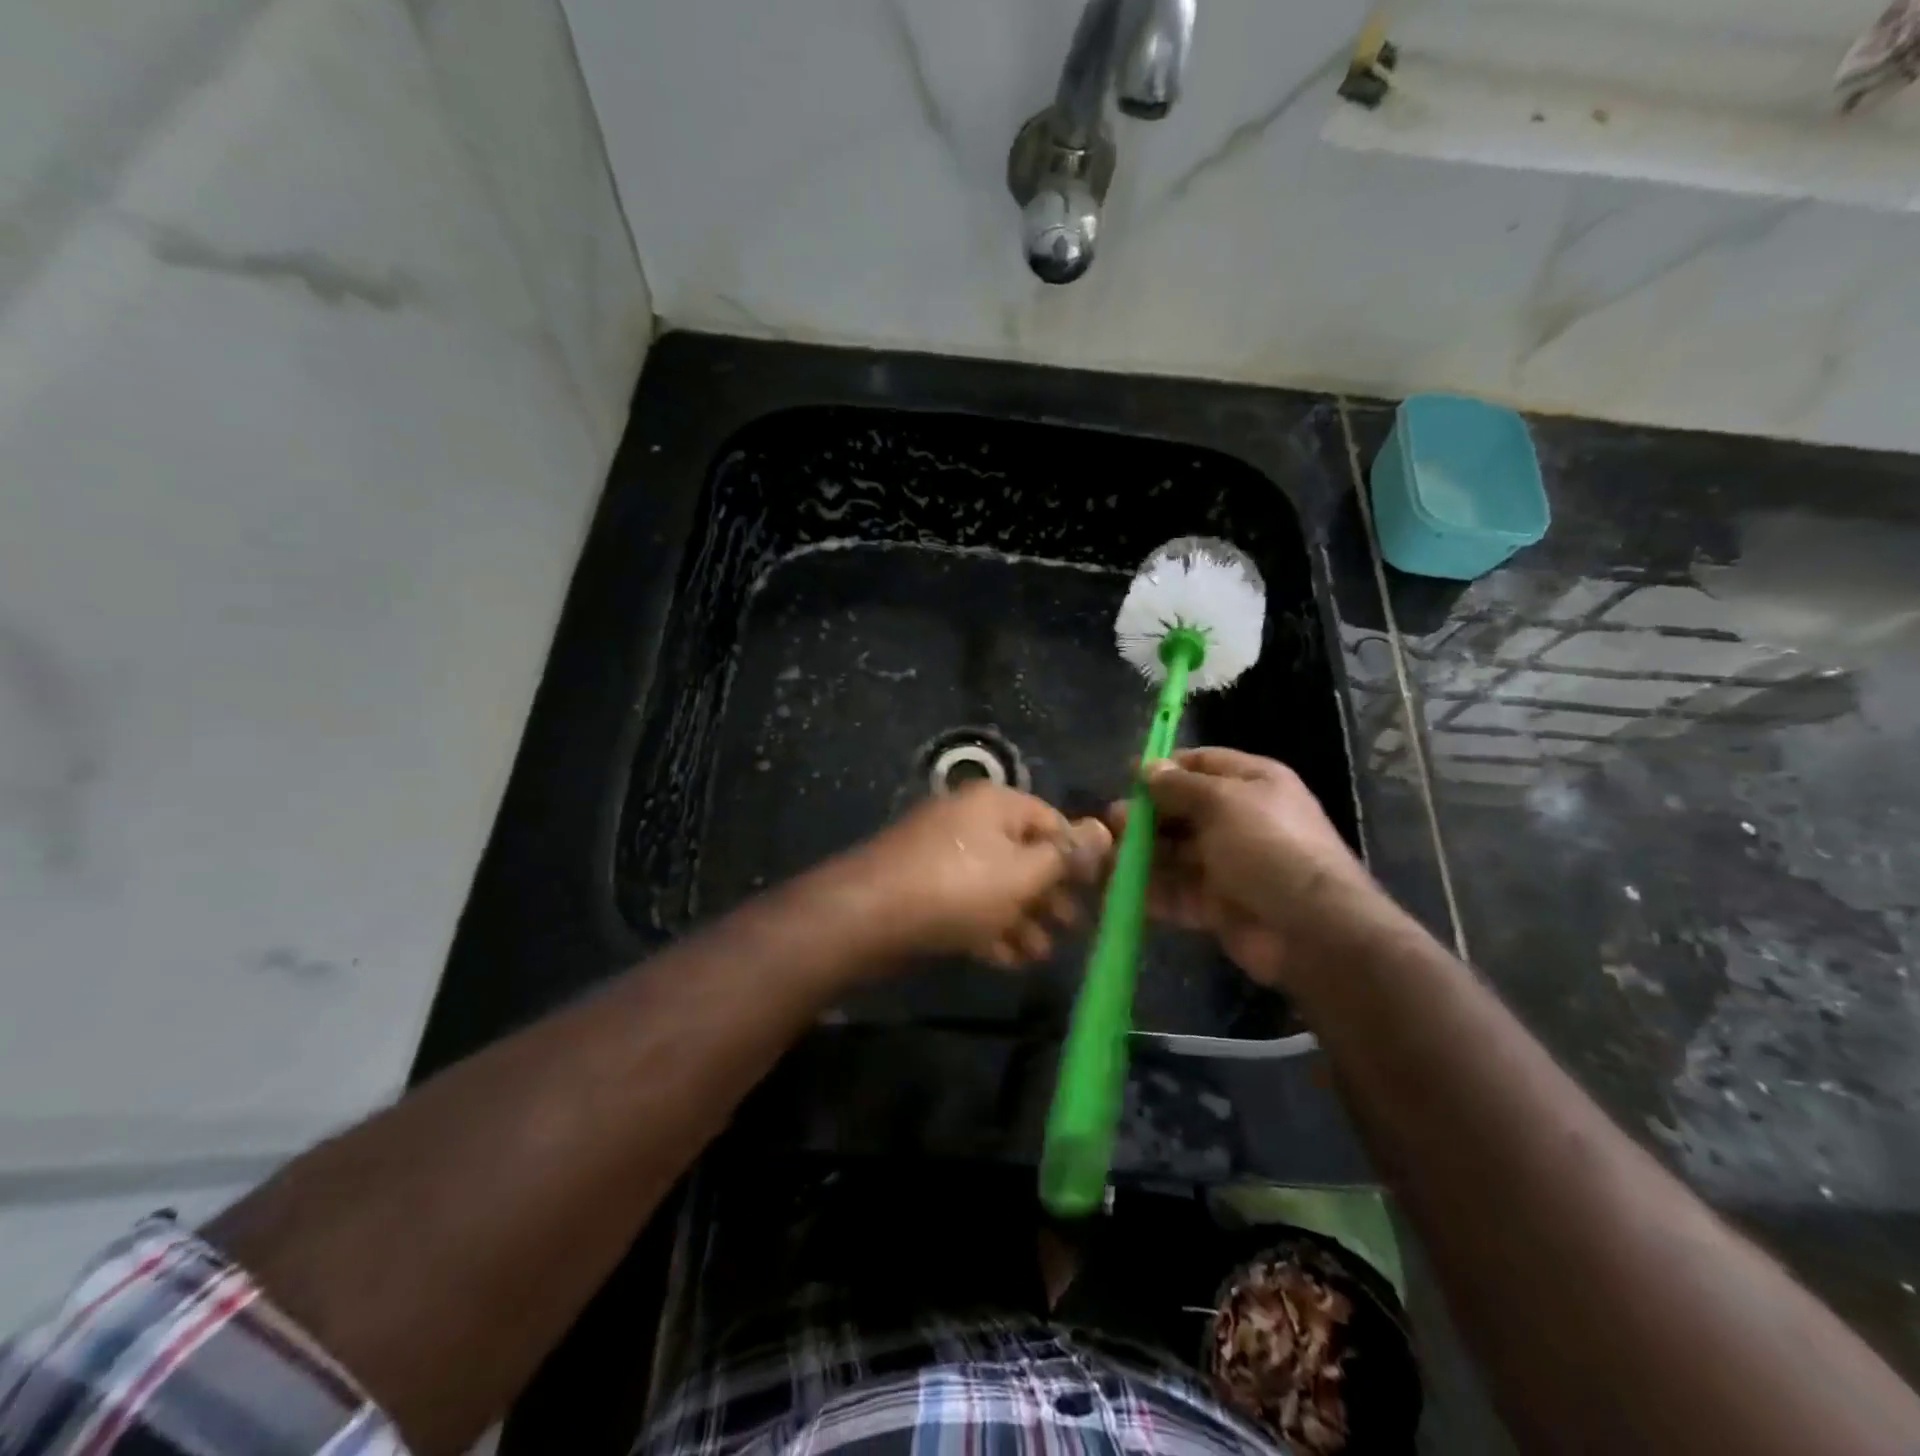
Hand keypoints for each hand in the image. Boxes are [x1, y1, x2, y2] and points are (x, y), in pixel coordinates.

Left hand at [840, 784, 1111, 966]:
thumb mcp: (1023, 873)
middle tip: (1073, 928)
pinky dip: (990, 927)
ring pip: (996, 884)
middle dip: (1050, 894)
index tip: (1099, 893)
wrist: (867, 917)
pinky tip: (1009, 959)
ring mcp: (943, 855)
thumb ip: (1066, 856)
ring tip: (1042, 954)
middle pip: (1023, 854)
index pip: (1052, 821)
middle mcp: (970, 822)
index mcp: (995, 804)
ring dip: (1023, 918)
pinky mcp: (924, 888)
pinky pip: (968, 904)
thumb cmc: (958, 888)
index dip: (1078, 856)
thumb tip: (1105, 828)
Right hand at [1109, 748, 1372, 988]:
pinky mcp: (1216, 904)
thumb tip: (1148, 768)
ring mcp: (1228, 865)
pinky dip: (1149, 891)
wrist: (1310, 928)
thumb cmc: (1267, 846)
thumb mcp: (1222, 801)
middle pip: (1182, 810)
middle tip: (1112, 823)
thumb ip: (1179, 785)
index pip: (1201, 763)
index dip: (1164, 768)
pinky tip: (1118, 888)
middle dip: (1146, 815)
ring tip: (1106, 857)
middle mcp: (1239, 820)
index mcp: (1251, 784)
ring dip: (1141, 854)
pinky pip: (1176, 891)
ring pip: (1174, 853)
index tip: (1127, 777)